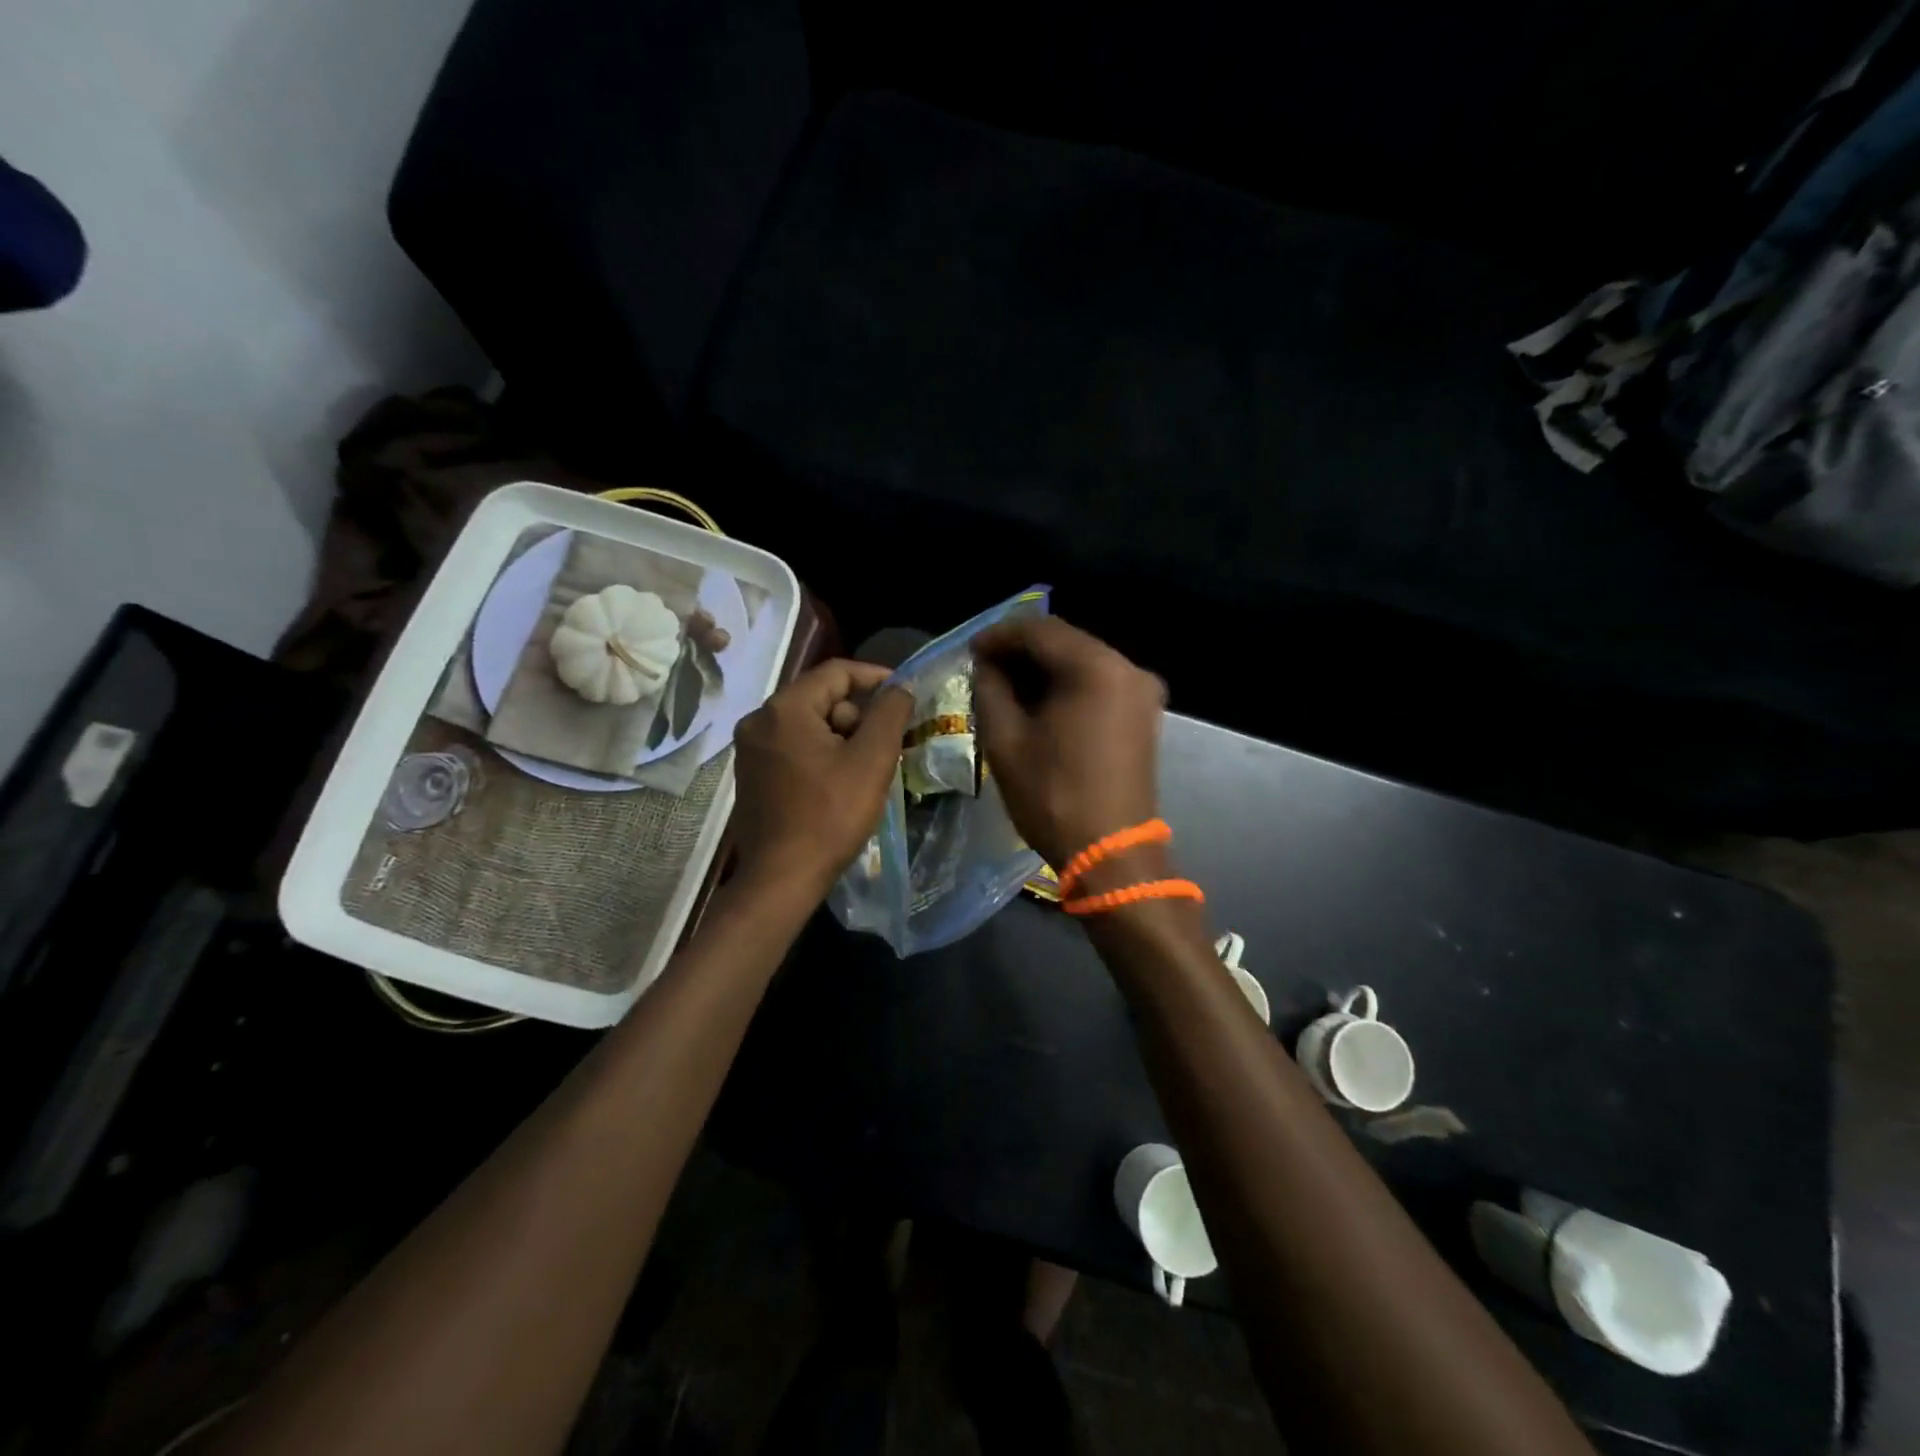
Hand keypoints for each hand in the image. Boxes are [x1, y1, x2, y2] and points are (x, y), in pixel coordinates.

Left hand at [731, 659, 913, 900]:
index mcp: (784, 709)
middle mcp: (759, 721)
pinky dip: (821, 754)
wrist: (781, 878)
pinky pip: (794, 747)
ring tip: (867, 770)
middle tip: (887, 745)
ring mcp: (750, 750)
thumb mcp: (872, 760)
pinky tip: (839, 783)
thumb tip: (899, 688)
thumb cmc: (830, 815)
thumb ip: (890, 714)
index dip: (875, 677)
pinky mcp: (752, 774)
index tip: (904, 694)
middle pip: (821, 698)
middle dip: (858, 716)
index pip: (836, 672)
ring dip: (842, 737)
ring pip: (808, 725)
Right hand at [972, 616, 1164, 869]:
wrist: (1111, 853)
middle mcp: (1128, 668)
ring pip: (1083, 662)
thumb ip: (989, 689)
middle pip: (1066, 642)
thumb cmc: (1052, 797)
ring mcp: (1142, 692)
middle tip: (984, 668)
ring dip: (1044, 669)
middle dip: (1022, 651)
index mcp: (1097, 668)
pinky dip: (1067, 686)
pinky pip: (1099, 684)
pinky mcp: (1144, 714)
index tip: (971, 650)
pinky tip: (1039, 703)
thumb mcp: (1005, 741)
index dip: (1000, 635)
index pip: (1040, 630)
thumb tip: (986, 665)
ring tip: (1005, 686)